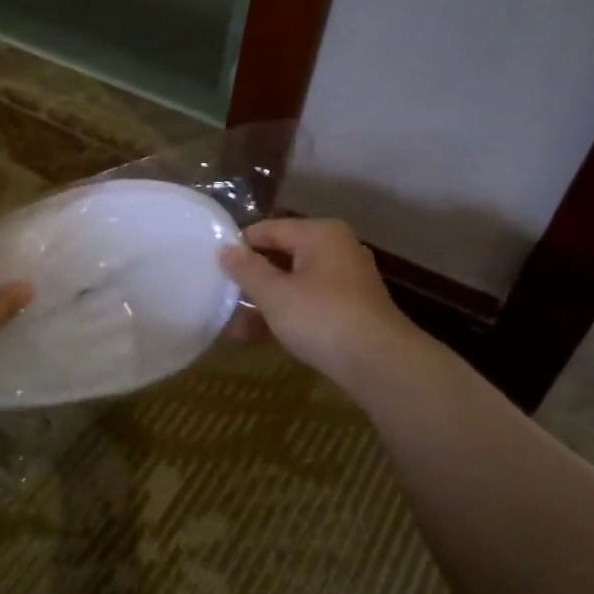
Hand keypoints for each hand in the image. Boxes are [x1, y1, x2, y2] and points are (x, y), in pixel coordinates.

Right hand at [221, 218, 421, 385]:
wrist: (380, 364)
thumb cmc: (322, 317)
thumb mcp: (275, 293)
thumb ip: (247, 270)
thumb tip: (225, 249)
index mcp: (320, 234)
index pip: (268, 229)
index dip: (239, 247)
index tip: (213, 267)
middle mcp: (335, 250)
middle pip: (281, 257)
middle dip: (250, 280)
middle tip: (219, 296)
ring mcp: (345, 282)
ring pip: (293, 285)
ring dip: (262, 304)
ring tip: (231, 327)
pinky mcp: (349, 311)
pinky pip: (307, 305)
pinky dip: (283, 317)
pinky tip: (254, 338)